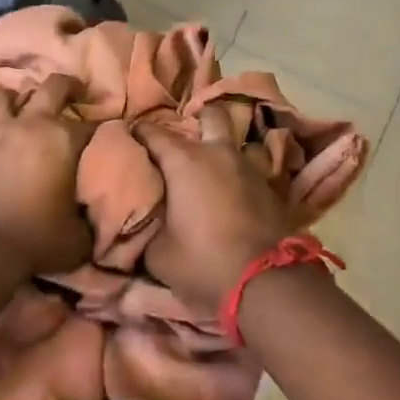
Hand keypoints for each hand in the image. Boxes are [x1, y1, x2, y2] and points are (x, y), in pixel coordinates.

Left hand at [0, 74, 93, 274]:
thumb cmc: (38, 239)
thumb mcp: (80, 235)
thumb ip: (87, 215)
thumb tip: (89, 213)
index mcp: (62, 139)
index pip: (91, 123)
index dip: (100, 127)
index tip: (104, 134)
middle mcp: (27, 125)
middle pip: (50, 86)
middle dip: (66, 86)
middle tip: (73, 93)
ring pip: (0, 96)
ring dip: (12, 100)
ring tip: (17, 110)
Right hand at [135, 105, 297, 314]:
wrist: (267, 283)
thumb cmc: (203, 262)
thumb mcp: (157, 253)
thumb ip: (146, 228)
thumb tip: (141, 222)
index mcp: (184, 161)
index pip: (152, 132)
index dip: (137, 132)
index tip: (127, 139)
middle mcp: (218, 153)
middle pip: (210, 115)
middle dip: (196, 119)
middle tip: (182, 140)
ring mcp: (249, 167)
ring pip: (234, 142)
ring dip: (220, 149)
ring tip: (208, 167)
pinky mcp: (271, 188)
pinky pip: (250, 168)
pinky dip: (238, 174)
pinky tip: (230, 191)